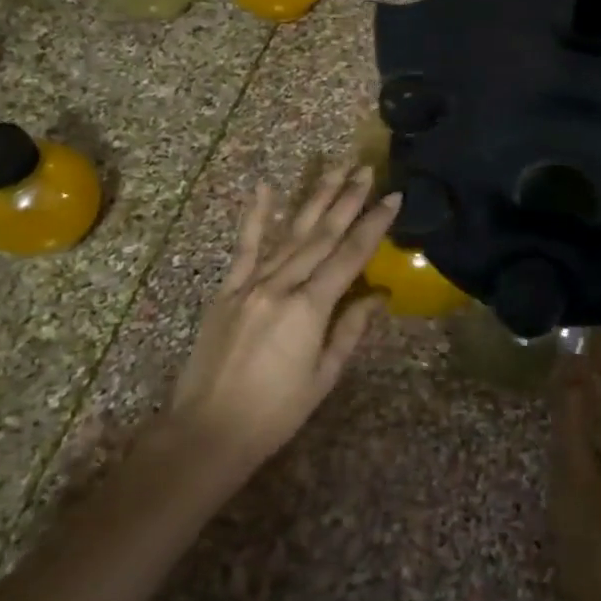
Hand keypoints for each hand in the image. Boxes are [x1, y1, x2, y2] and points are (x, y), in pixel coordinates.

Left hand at [166, 163, 398, 465]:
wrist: (207, 431)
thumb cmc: (275, 413)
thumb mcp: (323, 376)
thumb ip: (350, 329)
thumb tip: (378, 295)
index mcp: (309, 308)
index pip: (350, 256)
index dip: (374, 225)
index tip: (393, 198)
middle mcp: (281, 286)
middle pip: (322, 235)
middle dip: (347, 199)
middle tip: (366, 169)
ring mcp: (251, 284)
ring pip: (290, 233)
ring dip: (315, 199)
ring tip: (334, 168)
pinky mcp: (227, 290)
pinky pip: (245, 247)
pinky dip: (256, 216)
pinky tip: (266, 187)